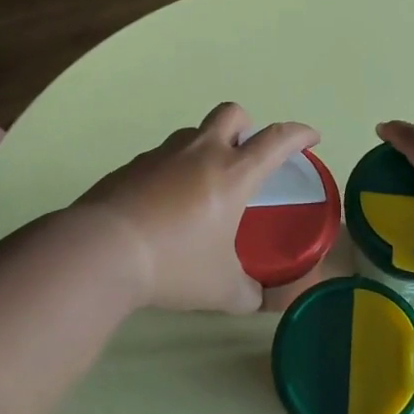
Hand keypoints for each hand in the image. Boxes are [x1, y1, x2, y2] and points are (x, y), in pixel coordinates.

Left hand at [76, 103, 319, 313]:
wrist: (102, 251)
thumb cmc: (174, 264)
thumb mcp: (220, 289)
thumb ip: (246, 293)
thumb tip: (255, 299)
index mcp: (232, 174)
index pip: (276, 140)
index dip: (299, 134)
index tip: (311, 137)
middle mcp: (200, 153)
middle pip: (232, 114)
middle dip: (246, 127)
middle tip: (246, 156)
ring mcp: (162, 155)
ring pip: (193, 133)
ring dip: (206, 148)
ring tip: (202, 188)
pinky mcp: (131, 165)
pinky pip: (162, 157)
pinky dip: (172, 170)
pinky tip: (163, 206)